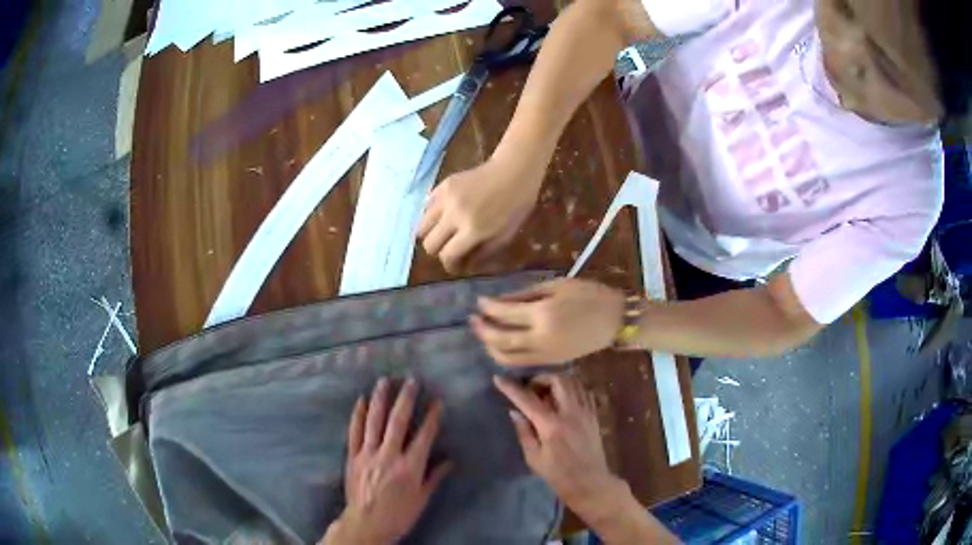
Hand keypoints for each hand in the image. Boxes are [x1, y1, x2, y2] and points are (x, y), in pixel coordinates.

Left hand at [324, 378, 451, 544]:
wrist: (366, 524)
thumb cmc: (399, 514)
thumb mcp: (421, 499)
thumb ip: (434, 477)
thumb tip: (450, 460)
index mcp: (410, 467)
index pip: (424, 436)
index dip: (432, 417)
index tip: (437, 401)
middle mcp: (389, 456)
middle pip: (398, 422)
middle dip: (406, 399)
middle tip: (411, 380)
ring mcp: (368, 454)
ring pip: (374, 421)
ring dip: (380, 399)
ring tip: (385, 381)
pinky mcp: (353, 456)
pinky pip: (354, 432)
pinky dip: (358, 415)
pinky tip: (361, 400)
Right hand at [417, 157, 541, 272]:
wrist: (513, 171)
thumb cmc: (516, 205)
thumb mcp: (505, 235)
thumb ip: (483, 253)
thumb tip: (465, 266)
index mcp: (473, 229)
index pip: (447, 255)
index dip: (450, 265)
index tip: (455, 265)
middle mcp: (454, 215)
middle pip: (429, 244)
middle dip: (438, 251)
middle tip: (449, 248)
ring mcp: (446, 198)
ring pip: (422, 226)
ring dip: (431, 234)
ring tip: (443, 233)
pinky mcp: (443, 185)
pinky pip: (426, 207)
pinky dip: (432, 215)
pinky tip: (444, 215)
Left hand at [471, 278, 624, 364]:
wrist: (615, 321)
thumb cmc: (589, 295)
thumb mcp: (557, 286)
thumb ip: (526, 294)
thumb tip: (499, 301)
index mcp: (543, 314)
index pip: (505, 313)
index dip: (488, 307)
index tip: (478, 302)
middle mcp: (540, 338)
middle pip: (500, 340)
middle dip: (482, 330)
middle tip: (472, 320)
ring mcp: (545, 354)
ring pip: (508, 357)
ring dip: (490, 346)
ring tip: (483, 333)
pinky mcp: (551, 362)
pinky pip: (521, 362)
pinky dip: (506, 355)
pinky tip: (502, 345)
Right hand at [493, 374, 618, 510]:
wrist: (590, 482)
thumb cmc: (558, 475)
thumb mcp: (534, 458)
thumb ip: (524, 432)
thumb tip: (514, 411)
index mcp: (551, 425)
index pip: (528, 399)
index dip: (511, 387)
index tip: (498, 378)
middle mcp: (570, 413)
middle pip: (557, 380)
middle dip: (540, 378)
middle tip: (530, 388)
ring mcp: (585, 412)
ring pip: (573, 382)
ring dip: (556, 381)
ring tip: (545, 392)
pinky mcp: (594, 415)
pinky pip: (583, 392)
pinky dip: (571, 389)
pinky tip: (563, 399)